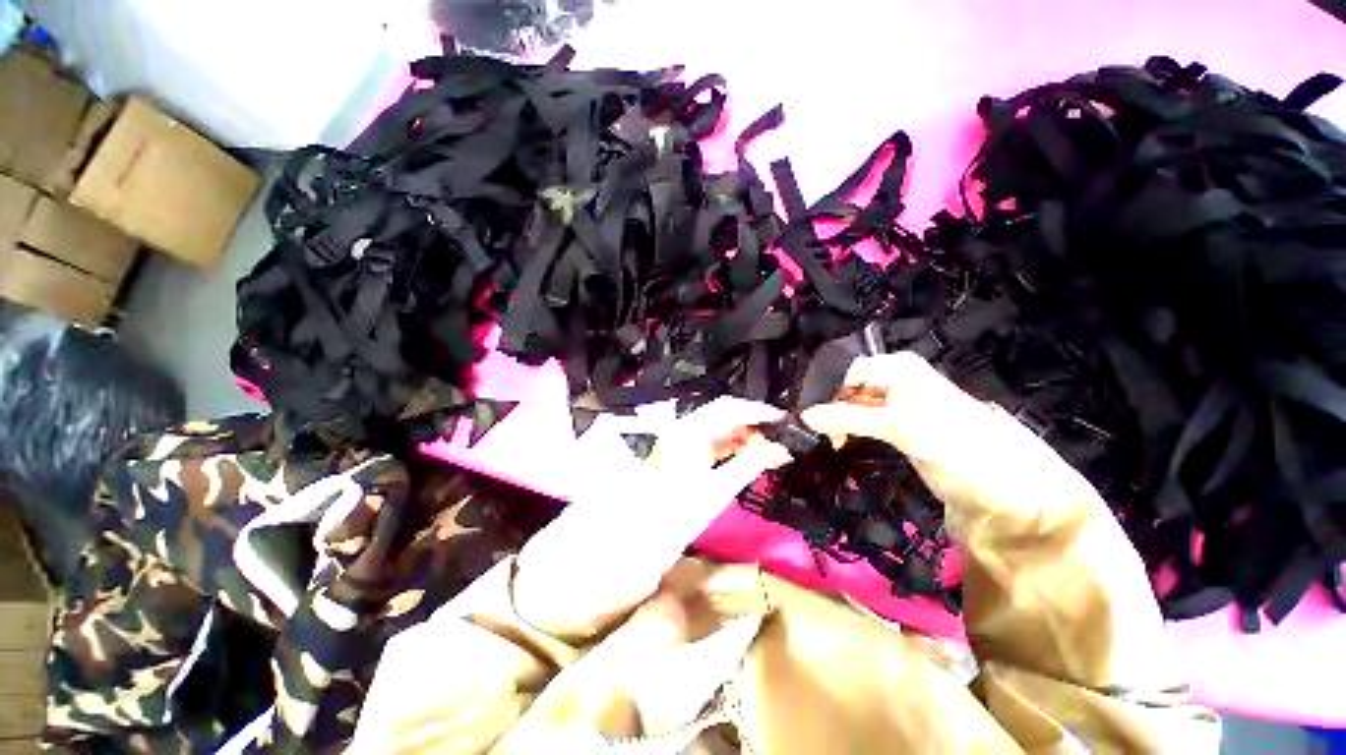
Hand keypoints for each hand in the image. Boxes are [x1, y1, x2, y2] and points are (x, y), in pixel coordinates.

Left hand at [513, 397, 791, 637]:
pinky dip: (720, 450)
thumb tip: (776, 451)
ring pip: (707, 431)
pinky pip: (696, 448)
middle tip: (775, 439)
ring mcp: (665, 451)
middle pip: (715, 416)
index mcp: (682, 442)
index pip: (723, 410)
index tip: (783, 419)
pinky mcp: (662, 465)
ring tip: (761, 450)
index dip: (755, 410)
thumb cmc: (643, 538)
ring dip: (735, 436)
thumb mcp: (702, 505)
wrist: (588, 560)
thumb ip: (740, 471)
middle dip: (747, 423)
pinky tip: (732, 460)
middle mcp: (672, 438)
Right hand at [800, 352, 1102, 524]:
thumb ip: (851, 418)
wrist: (1010, 495)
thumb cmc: (962, 448)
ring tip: (823, 439)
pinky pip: (860, 423)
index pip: (847, 370)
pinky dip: (845, 430)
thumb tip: (805, 415)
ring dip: (834, 419)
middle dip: (826, 404)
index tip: (801, 412)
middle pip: (847, 386)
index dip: (823, 388)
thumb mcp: (904, 428)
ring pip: (851, 405)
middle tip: (808, 429)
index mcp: (899, 369)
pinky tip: (837, 442)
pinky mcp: (897, 431)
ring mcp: (896, 407)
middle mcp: (895, 382)